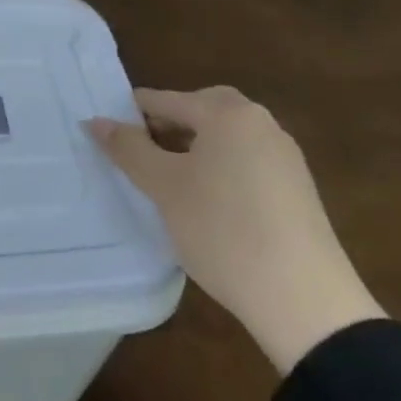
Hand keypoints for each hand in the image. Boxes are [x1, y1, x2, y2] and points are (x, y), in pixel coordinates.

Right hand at [88, 86, 383, 373]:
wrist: (304, 300)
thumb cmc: (223, 230)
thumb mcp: (164, 187)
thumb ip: (128, 149)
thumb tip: (95, 121)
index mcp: (228, 114)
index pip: (167, 99)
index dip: (133, 114)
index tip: (107, 133)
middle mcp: (261, 123)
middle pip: (204, 109)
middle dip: (170, 124)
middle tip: (141, 150)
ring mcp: (285, 157)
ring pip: (227, 137)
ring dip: (195, 147)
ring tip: (169, 179)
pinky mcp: (297, 190)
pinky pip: (247, 161)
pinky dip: (221, 167)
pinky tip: (207, 201)